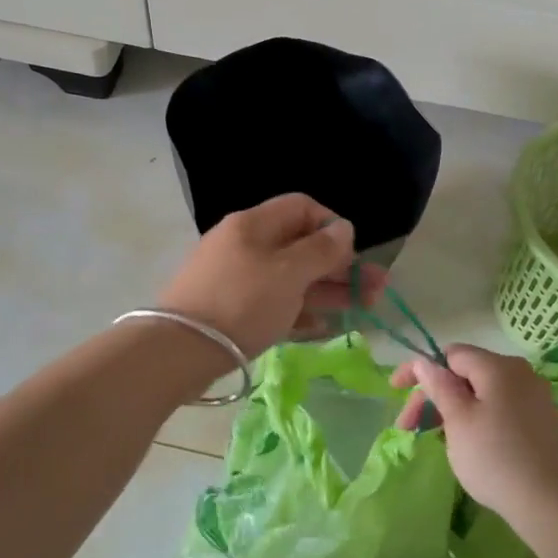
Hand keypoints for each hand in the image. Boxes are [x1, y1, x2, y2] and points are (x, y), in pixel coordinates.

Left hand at [157, 193, 386, 358]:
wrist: (180, 350)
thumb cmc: (241, 302)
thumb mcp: (288, 272)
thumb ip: (321, 250)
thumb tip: (343, 227)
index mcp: (254, 225)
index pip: (301, 208)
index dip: (332, 225)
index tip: (352, 253)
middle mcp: (245, 245)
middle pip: (301, 247)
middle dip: (340, 266)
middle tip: (376, 290)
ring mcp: (237, 279)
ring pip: (291, 279)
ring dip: (328, 290)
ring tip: (364, 308)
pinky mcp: (232, 311)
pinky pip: (274, 304)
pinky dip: (300, 311)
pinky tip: (323, 327)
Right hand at [391, 345, 557, 528]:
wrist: (554, 504)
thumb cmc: (496, 457)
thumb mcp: (457, 419)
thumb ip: (438, 386)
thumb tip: (424, 362)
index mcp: (498, 367)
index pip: (449, 354)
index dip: (419, 370)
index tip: (395, 391)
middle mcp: (521, 374)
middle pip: (465, 374)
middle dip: (433, 396)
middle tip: (409, 427)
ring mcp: (536, 399)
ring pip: (482, 394)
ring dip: (453, 410)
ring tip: (436, 438)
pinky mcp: (544, 423)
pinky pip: (500, 409)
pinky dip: (477, 419)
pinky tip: (468, 444)